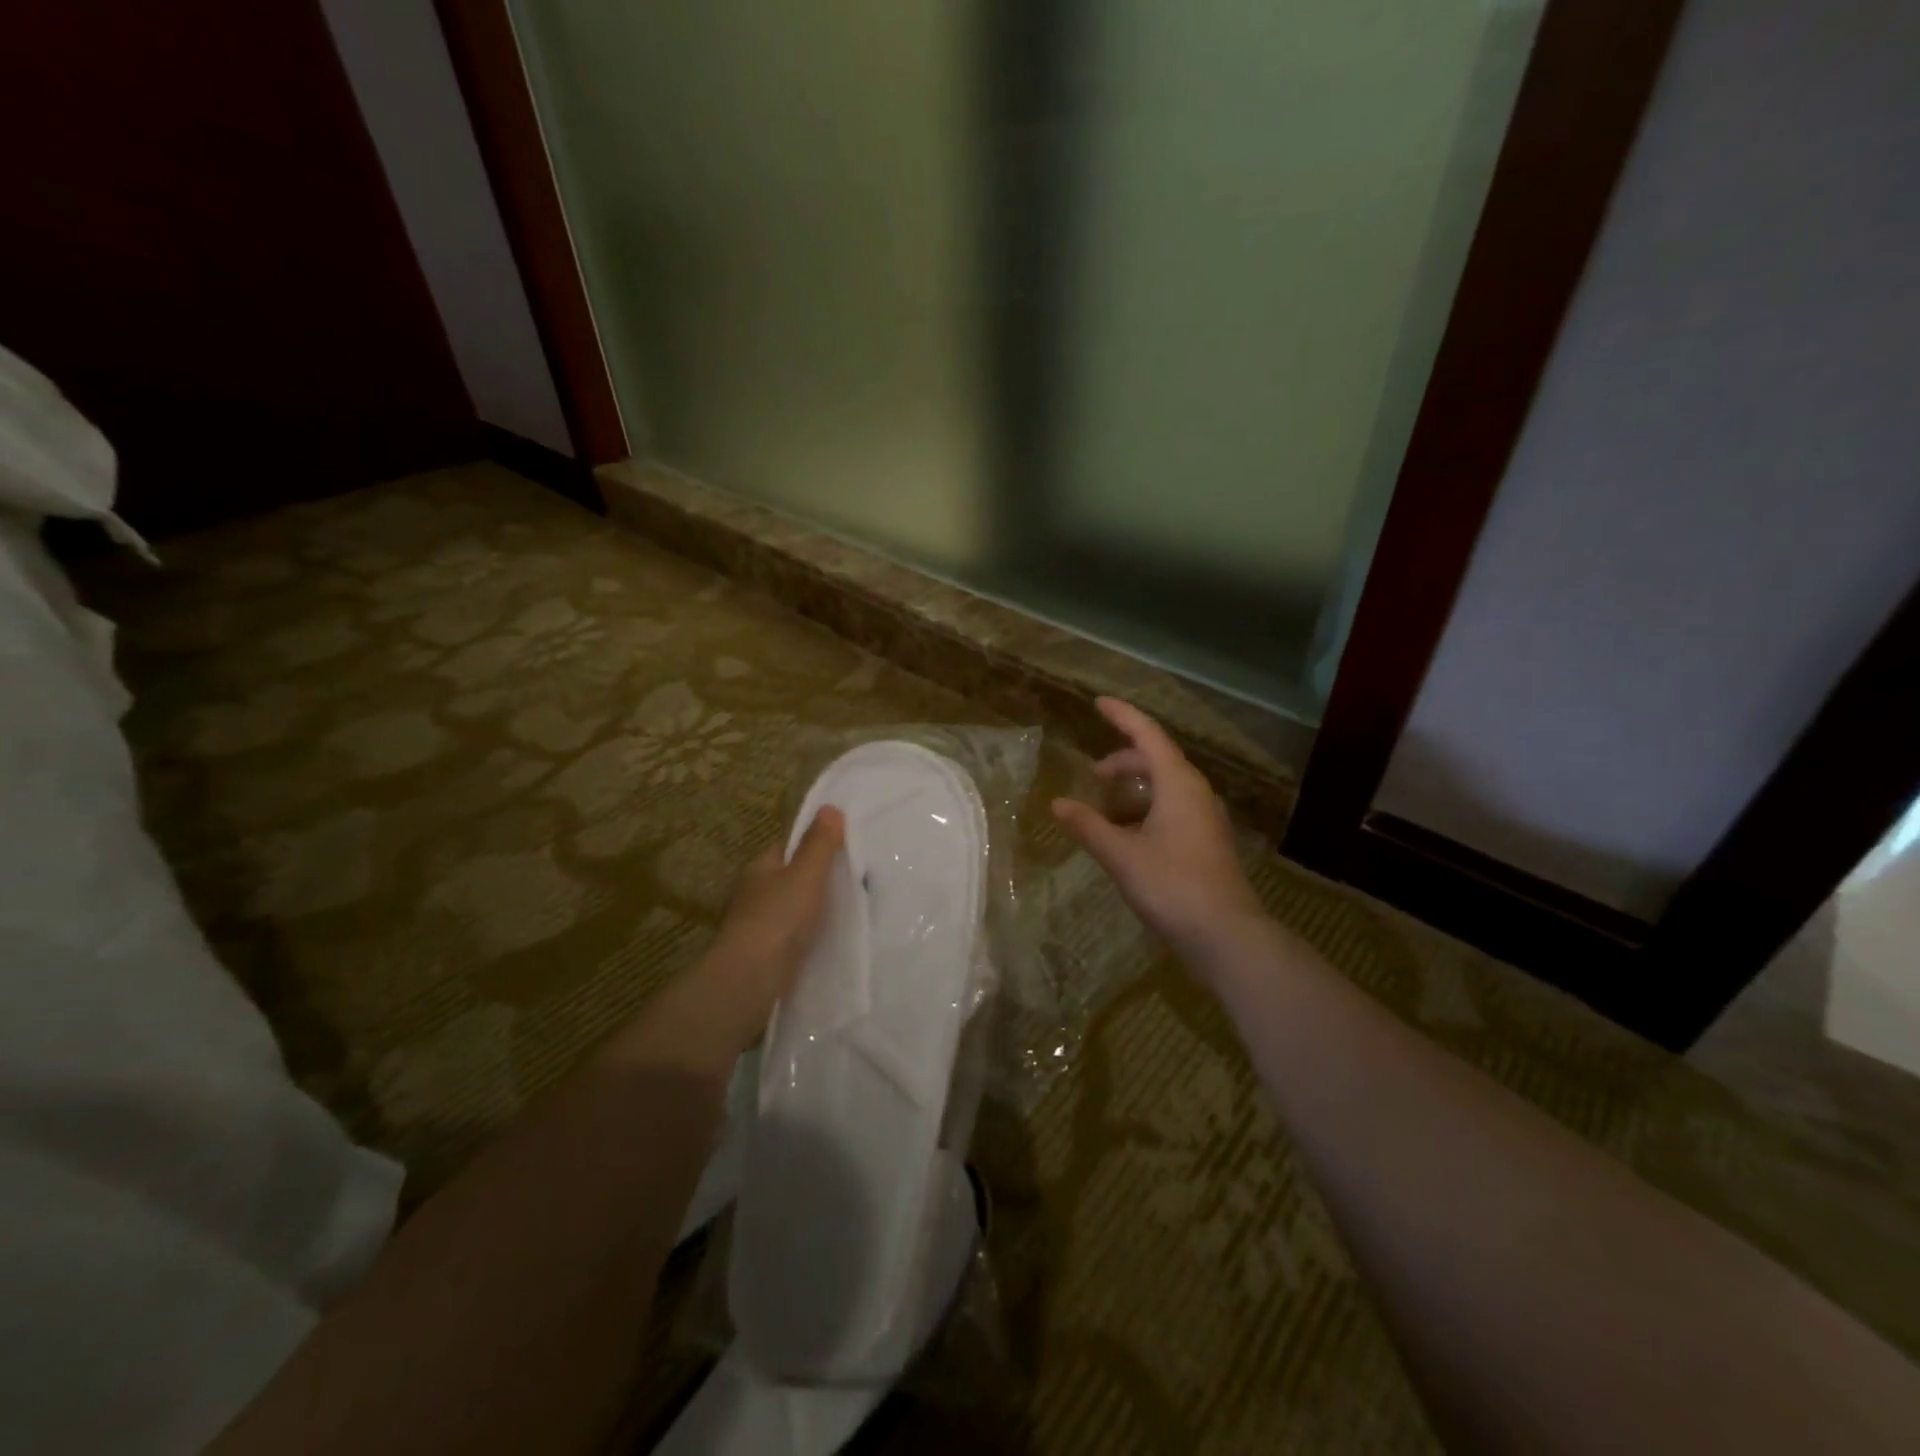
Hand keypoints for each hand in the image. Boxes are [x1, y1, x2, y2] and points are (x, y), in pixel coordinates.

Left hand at [703, 807, 844, 1043]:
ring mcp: (756, 927)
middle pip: (789, 879)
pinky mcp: (764, 956)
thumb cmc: (779, 918)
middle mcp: (753, 895)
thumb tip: (829, 807)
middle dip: (815, 880)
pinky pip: (792, 937)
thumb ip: (819, 844)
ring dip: (812, 910)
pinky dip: (808, 936)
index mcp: (759, 869)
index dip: (812, 845)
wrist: (750, 980)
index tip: (843, 849)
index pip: (786, 848)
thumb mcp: (806, 874)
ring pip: (791, 910)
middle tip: (854, 881)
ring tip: (848, 911)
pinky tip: (829, 940)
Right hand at [1052, 698, 1262, 960]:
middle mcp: (1196, 793)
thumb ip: (1087, 826)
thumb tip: (1057, 803)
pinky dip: (1147, 809)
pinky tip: (1128, 835)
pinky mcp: (1207, 842)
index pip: (1148, 735)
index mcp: (1178, 784)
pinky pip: (1174, 809)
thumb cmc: (1171, 885)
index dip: (1122, 716)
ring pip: (1166, 787)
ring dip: (1135, 788)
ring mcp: (1206, 819)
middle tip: (1094, 773)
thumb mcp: (1121, 854)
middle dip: (1124, 760)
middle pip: (1157, 760)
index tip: (1098, 703)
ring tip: (1106, 805)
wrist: (1226, 935)